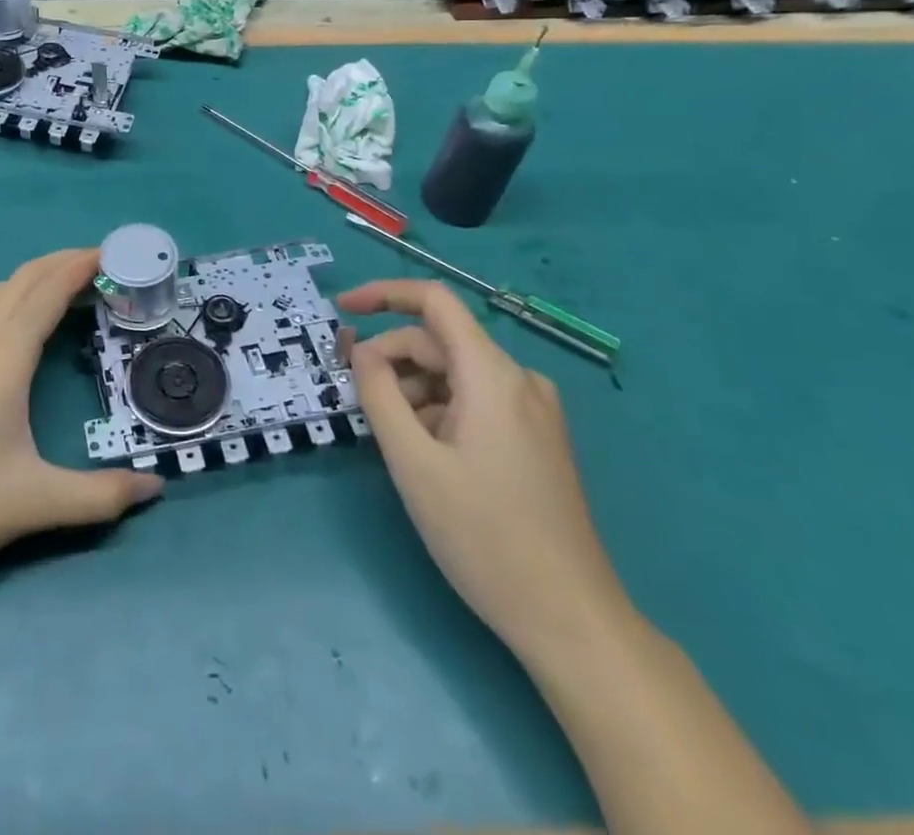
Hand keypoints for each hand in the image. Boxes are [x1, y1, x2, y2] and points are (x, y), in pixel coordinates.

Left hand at [0, 249, 162, 595]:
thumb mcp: (37, 503)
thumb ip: (101, 495)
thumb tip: (155, 489)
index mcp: (4, 353)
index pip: (50, 290)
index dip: (83, 266)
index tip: (116, 254)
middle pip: (25, 279)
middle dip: (64, 262)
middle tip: (105, 265)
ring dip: (36, 278)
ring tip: (69, 287)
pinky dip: (10, 298)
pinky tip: (15, 322)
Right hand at [340, 278, 635, 664]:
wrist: (571, 620)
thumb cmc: (485, 537)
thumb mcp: (413, 462)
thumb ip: (379, 395)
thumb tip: (362, 351)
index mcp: (493, 375)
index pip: (434, 300)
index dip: (383, 293)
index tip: (342, 309)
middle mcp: (519, 379)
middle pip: (440, 343)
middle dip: (391, 359)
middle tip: (356, 400)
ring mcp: (533, 410)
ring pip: (455, 374)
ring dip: (413, 391)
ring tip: (392, 440)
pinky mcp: (537, 437)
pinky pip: (475, 400)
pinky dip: (439, 411)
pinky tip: (425, 453)